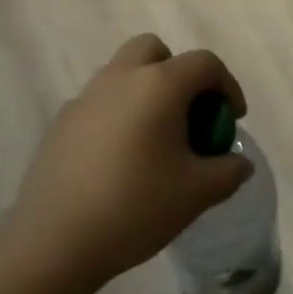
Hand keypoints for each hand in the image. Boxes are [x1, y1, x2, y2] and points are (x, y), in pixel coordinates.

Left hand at [7, 34, 251, 291]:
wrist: (52, 243)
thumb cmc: (134, 207)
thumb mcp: (196, 194)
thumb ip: (227, 172)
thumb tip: (240, 163)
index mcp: (159, 85)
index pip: (204, 63)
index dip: (227, 85)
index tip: (232, 119)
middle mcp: (121, 78)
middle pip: (155, 51)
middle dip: (178, 73)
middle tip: (187, 114)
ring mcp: (86, 97)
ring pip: (123, 73)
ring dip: (146, 92)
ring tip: (154, 140)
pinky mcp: (61, 122)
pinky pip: (100, 103)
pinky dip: (118, 115)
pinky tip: (118, 161)